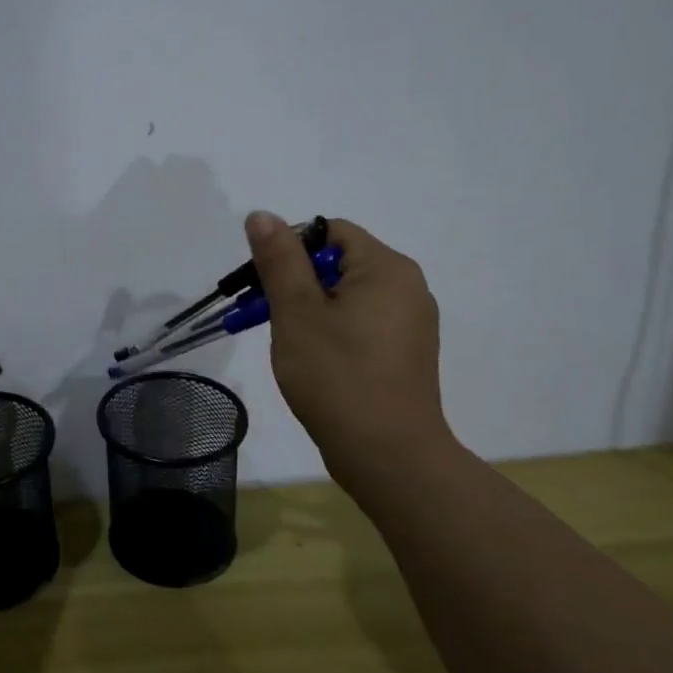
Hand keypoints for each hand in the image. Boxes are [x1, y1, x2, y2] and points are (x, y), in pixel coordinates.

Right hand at [243, 211, 452, 465]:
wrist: (389, 457)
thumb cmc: (338, 376)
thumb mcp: (296, 312)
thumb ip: (279, 260)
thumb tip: (263, 215)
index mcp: (387, 268)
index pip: (330, 232)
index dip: (290, 250)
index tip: (262, 285)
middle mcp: (407, 288)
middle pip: (338, 264)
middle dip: (295, 283)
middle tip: (264, 316)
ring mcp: (410, 324)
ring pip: (347, 297)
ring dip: (310, 309)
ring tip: (286, 342)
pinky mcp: (405, 355)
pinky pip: (361, 324)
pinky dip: (332, 331)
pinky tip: (314, 362)